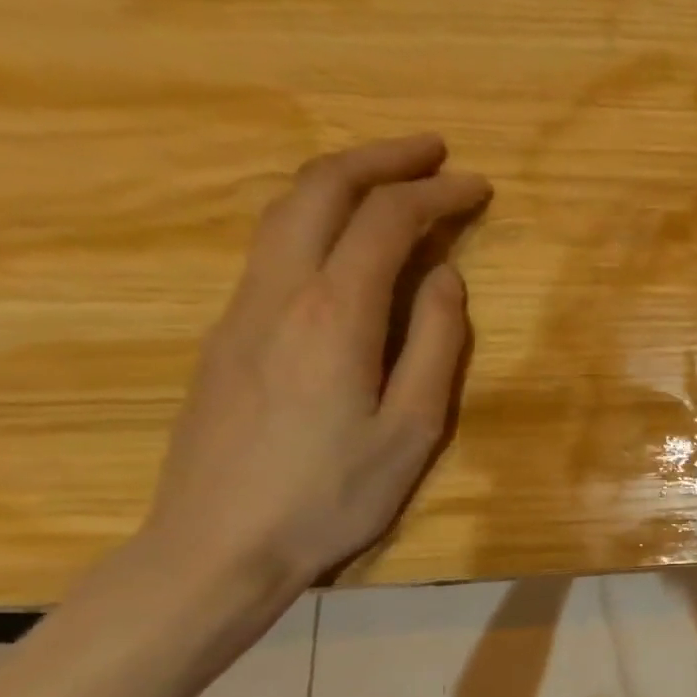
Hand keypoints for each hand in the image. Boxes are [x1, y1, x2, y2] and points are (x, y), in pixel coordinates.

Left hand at [141, 135, 490, 594]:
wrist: (217, 544)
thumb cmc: (333, 494)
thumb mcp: (414, 429)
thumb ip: (437, 344)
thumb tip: (447, 277)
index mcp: (335, 314)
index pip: (387, 221)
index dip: (437, 193)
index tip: (479, 187)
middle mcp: (279, 292)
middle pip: (320, 190)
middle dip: (381, 158)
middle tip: (433, 151)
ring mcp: (241, 309)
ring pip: (286, 212)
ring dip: (343, 182)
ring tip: (392, 181)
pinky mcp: (225, 333)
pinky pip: (273, 248)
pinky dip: (318, 218)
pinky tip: (346, 242)